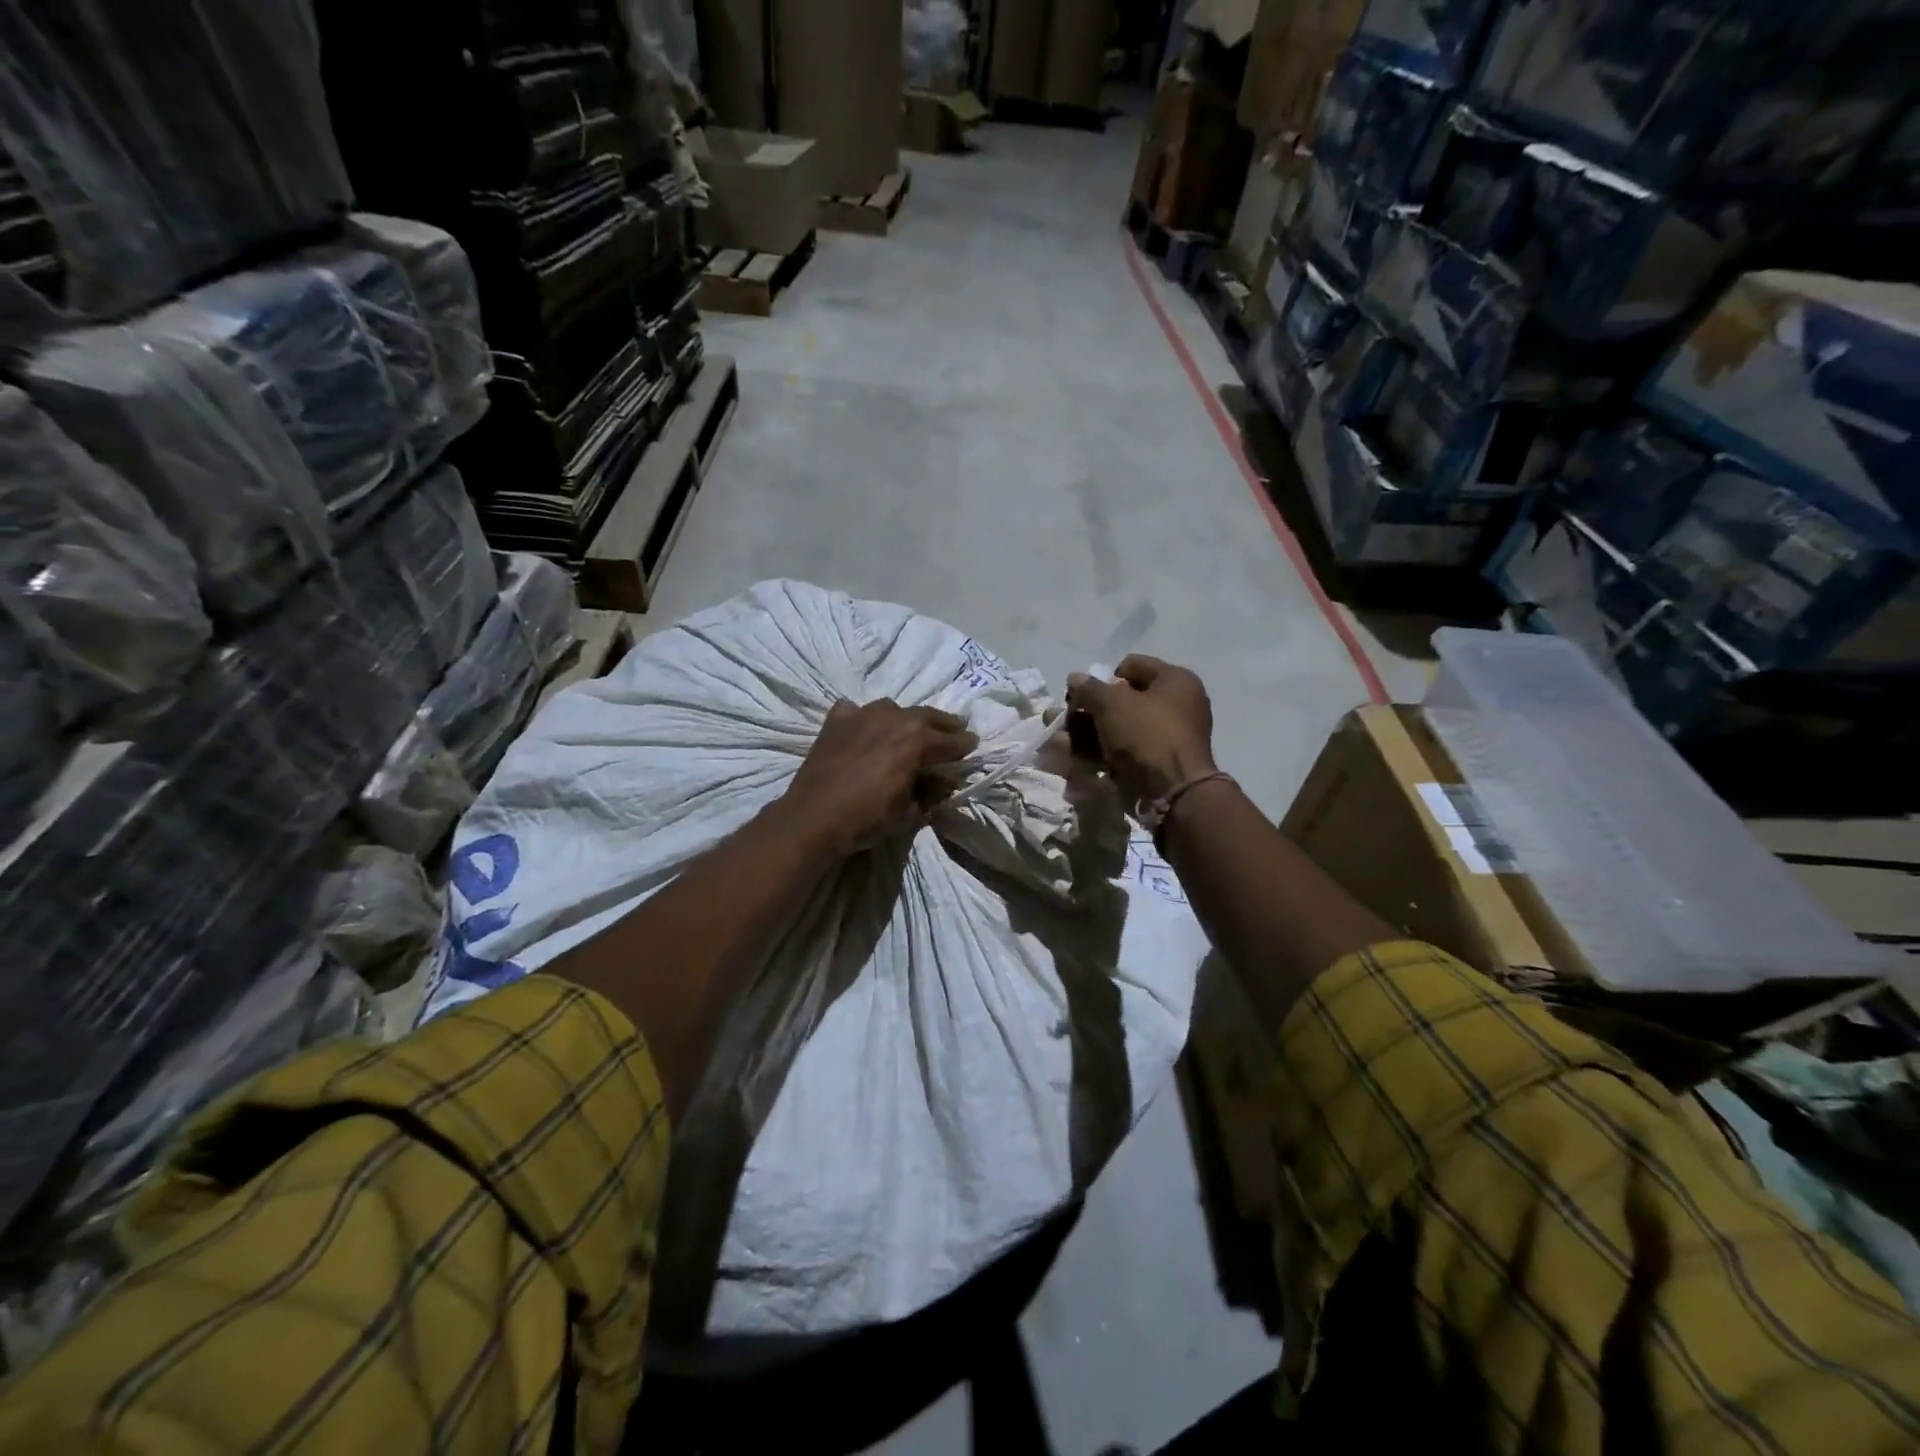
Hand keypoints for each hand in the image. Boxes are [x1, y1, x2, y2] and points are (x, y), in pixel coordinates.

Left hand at [777, 699, 978, 857]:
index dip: (964, 745)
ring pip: (892, 709)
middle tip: (955, 728)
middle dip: (943, 724)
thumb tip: (942, 782)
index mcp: (917, 740)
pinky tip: (863, 729)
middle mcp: (894, 718)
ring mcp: (862, 714)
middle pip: (926, 716)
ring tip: (909, 728)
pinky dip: (863, 718)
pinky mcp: (836, 720)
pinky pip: (856, 711)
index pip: (950, 741)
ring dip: (905, 718)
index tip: (973, 744)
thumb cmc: (867, 818)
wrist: (813, 816)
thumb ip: (930, 791)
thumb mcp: (909, 811)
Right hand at [1066, 655, 1215, 807]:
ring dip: (1085, 736)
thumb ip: (1089, 689)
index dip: (1102, 677)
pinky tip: (1071, 762)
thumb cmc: (1147, 734)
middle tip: (1061, 720)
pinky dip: (1097, 756)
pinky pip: (1121, 754)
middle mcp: (1174, 706)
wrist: (1173, 792)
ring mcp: (1164, 738)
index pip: (1131, 666)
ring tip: (1057, 745)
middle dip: (1086, 712)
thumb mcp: (1112, 704)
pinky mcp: (1155, 765)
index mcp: (1174, 681)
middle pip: (1120, 702)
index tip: (1082, 695)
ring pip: (1116, 731)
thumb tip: (1075, 678)